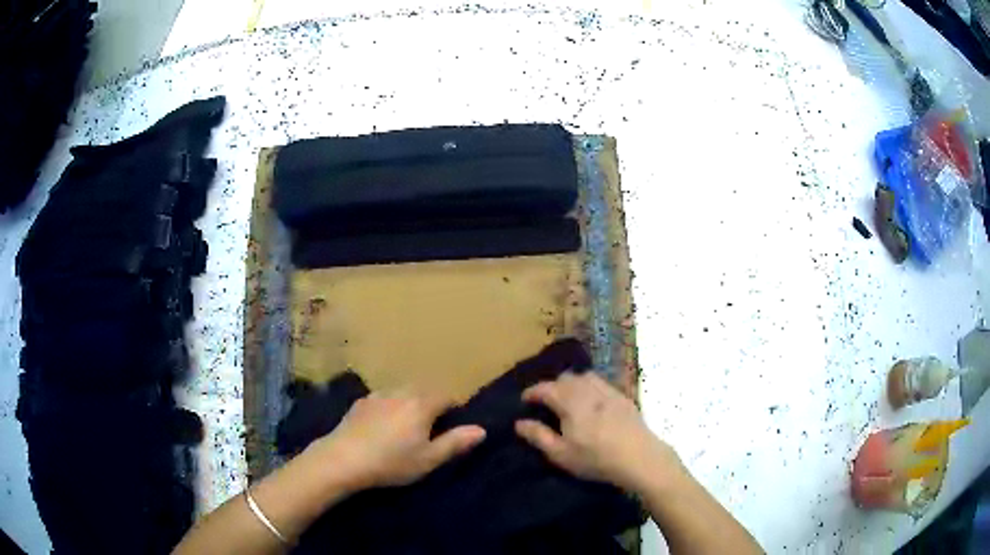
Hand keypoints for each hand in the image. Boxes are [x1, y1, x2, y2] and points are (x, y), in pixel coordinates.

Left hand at [309, 390, 485, 490]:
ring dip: (409, 402)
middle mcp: (401, 392)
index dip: (453, 408)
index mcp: (421, 404)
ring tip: (406, 424)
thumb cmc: (392, 462)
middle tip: (430, 427)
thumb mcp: (428, 459)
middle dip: (432, 402)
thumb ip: (455, 442)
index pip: (446, 396)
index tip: (450, 426)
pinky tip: (382, 424)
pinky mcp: (360, 402)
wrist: (343, 459)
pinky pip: (383, 397)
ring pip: (402, 391)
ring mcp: (378, 395)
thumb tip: (481, 429)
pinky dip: (389, 405)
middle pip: (424, 389)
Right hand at [515, 372, 683, 492]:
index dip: (532, 392)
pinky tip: (592, 402)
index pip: (545, 388)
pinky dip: (590, 387)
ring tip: (569, 399)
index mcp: (570, 402)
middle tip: (546, 401)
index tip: (525, 400)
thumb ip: (538, 436)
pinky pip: (601, 383)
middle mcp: (588, 389)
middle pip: (566, 378)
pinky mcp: (623, 397)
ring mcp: (608, 391)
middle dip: (552, 386)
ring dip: (572, 383)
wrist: (639, 457)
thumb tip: (519, 423)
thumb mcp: (561, 454)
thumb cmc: (596, 458)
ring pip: (585, 377)